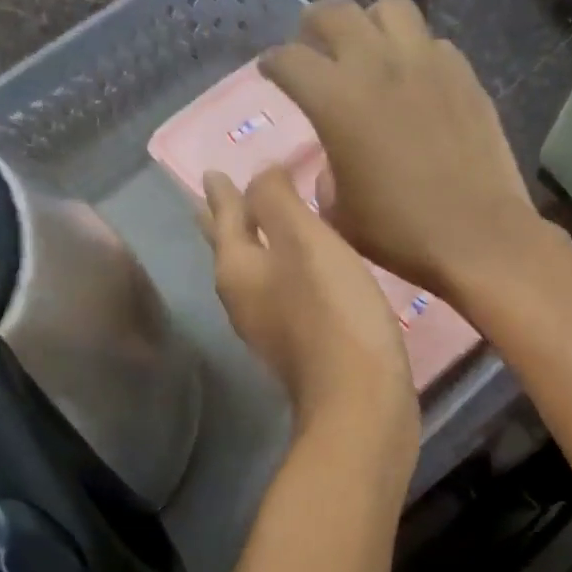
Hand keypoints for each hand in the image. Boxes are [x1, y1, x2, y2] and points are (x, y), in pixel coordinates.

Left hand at [201, 167, 418, 454]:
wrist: (360, 400)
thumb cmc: (332, 312)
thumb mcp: (304, 241)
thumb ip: (278, 201)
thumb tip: (260, 175)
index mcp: (238, 270)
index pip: (225, 219)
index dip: (222, 194)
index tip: (211, 172)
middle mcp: (244, 301)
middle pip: (229, 251)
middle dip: (224, 222)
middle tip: (213, 196)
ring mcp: (270, 329)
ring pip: (255, 274)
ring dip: (255, 247)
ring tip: (260, 228)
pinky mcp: (299, 348)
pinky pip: (282, 295)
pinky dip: (283, 273)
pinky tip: (301, 272)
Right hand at [259, 0, 548, 301]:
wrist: (477, 236)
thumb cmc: (399, 233)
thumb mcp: (338, 215)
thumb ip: (324, 175)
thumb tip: (333, 160)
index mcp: (335, 99)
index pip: (288, 59)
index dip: (273, 65)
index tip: (272, 73)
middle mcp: (377, 64)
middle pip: (333, 13)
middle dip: (313, 27)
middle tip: (312, 49)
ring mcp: (426, 62)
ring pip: (389, 9)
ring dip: (369, 24)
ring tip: (368, 51)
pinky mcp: (464, 74)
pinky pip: (431, 42)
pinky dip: (414, 52)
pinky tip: (414, 81)